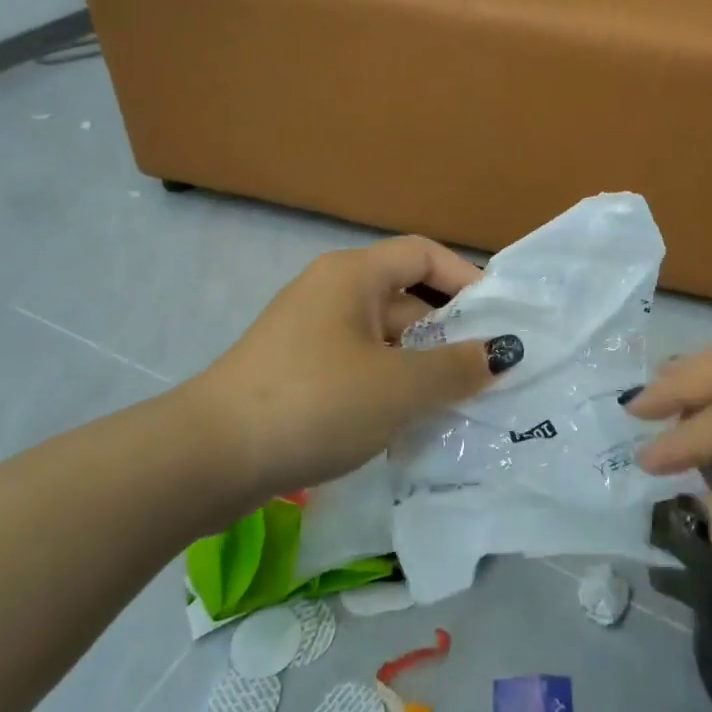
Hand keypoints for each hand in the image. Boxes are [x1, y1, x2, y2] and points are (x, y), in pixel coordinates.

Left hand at [188, 236, 520, 500]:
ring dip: (422, 365)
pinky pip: (360, 367)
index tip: (500, 319)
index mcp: (353, 275)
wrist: (208, 457)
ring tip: (462, 403)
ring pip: (384, 339)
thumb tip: (502, 351)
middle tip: (491, 370)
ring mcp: (311, 334)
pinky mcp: (299, 372)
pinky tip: (412, 422)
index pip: (423, 254)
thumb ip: (457, 367)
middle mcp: (331, 292)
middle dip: (449, 332)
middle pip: (406, 297)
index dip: (466, 279)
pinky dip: (390, 386)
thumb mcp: (398, 386)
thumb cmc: (315, 402)